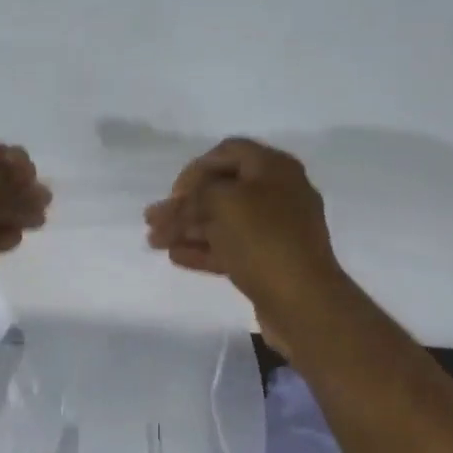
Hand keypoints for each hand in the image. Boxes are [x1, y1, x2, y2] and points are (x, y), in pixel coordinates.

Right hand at [144, 137, 341, 325]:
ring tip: (155, 242)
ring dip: (187, 228)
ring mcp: (274, 229)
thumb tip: (182, 201)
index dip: (195, 169)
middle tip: (152, 222)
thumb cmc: (262, 239)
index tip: (173, 194)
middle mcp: (277, 193)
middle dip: (184, 205)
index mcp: (273, 168)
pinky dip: (203, 249)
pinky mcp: (267, 261)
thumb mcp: (223, 202)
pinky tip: (176, 256)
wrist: (301, 299)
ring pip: (222, 222)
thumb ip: (196, 194)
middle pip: (221, 191)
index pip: (227, 152)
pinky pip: (230, 248)